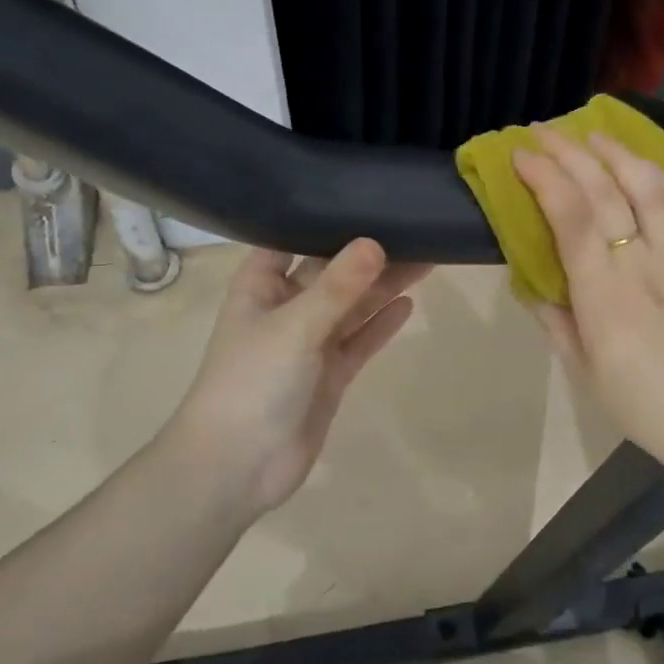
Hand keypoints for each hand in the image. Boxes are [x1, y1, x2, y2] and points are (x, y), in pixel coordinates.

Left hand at [168, 239, 429, 515]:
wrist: (236, 467)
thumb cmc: (252, 382)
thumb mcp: (295, 326)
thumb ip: (338, 286)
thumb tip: (376, 242)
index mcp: (262, 286)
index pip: (291, 238)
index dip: (323, 218)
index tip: (364, 195)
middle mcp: (287, 307)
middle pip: (333, 271)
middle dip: (369, 253)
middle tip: (415, 228)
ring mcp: (310, 343)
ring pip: (353, 306)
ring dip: (384, 285)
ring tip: (427, 258)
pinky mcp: (330, 374)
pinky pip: (360, 340)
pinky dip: (381, 324)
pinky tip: (408, 303)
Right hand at [513, 129, 663, 479]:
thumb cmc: (638, 404)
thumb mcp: (581, 369)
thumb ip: (554, 320)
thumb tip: (532, 283)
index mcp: (604, 296)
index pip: (572, 218)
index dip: (545, 179)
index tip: (521, 155)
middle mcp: (643, 266)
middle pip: (607, 193)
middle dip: (572, 154)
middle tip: (544, 132)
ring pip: (651, 190)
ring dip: (619, 154)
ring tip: (594, 135)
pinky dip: (663, 179)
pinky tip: (646, 166)